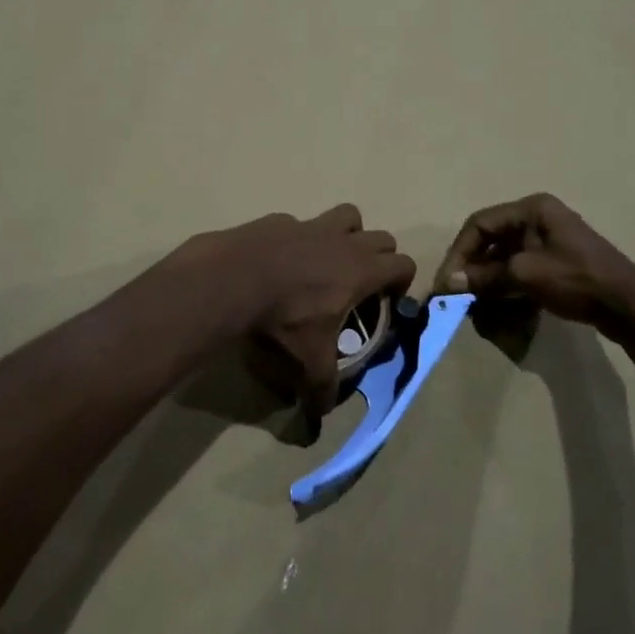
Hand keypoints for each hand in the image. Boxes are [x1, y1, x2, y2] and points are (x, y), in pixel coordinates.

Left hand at [186, 205, 416, 416]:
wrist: (231, 280)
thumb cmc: (282, 320)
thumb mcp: (307, 362)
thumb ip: (322, 389)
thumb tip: (320, 417)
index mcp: (360, 270)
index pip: (403, 264)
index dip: (401, 282)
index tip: (386, 302)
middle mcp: (342, 241)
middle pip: (381, 237)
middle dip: (379, 258)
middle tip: (360, 285)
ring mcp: (310, 225)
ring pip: (347, 216)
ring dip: (348, 234)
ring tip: (330, 261)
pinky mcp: (279, 220)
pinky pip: (300, 223)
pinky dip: (299, 239)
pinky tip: (280, 261)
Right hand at [435, 193, 634, 343]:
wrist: (629, 305)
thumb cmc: (576, 279)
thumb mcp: (525, 275)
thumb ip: (485, 277)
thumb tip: (449, 283)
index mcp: (531, 209)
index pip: (479, 224)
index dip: (459, 253)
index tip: (447, 282)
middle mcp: (537, 218)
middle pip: (491, 240)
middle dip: (473, 268)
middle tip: (458, 295)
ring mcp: (548, 240)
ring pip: (504, 257)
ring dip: (488, 280)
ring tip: (476, 304)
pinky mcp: (556, 262)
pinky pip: (520, 269)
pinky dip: (506, 286)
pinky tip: (499, 306)